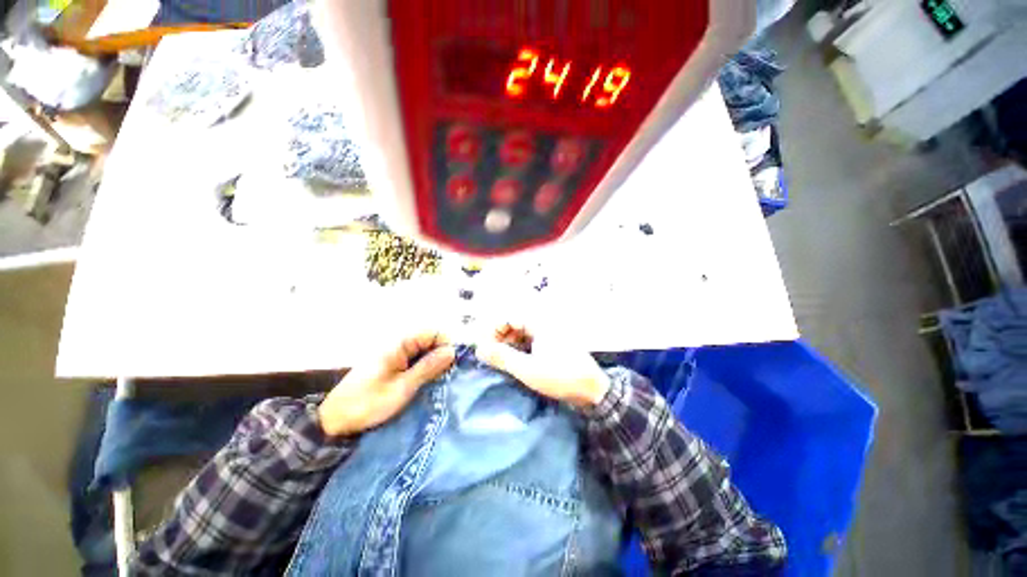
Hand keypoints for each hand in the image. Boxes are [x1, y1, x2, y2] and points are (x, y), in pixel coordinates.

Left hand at [318, 332, 455, 436]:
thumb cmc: (368, 403)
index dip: (446, 344)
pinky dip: (424, 369)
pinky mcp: (393, 365)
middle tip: (445, 376)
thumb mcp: (402, 387)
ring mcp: (395, 355)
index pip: (433, 332)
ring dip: (434, 363)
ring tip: (437, 381)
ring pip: (424, 351)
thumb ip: (428, 367)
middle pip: (430, 340)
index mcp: (399, 344)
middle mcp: (399, 345)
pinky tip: (426, 383)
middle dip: (442, 354)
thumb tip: (452, 351)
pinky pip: (416, 360)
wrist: (334, 421)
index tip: (452, 364)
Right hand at [475, 323, 609, 409]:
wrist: (592, 390)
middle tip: (490, 355)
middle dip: (500, 337)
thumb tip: (479, 349)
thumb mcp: (527, 369)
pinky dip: (519, 349)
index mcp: (539, 323)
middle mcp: (544, 324)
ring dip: (509, 344)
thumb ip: (502, 357)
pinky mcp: (551, 345)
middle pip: (515, 324)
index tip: (484, 347)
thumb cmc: (560, 377)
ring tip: (500, 361)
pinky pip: (530, 341)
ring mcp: (548, 334)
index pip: (509, 317)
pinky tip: (514, 362)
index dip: (493, 330)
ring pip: (521, 333)